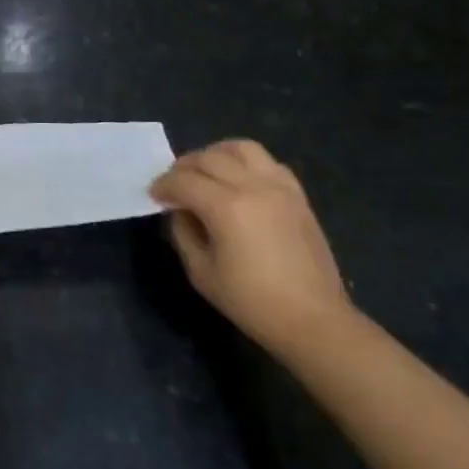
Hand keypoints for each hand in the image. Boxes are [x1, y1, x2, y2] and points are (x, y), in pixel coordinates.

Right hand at [150, 138, 353, 355]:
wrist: (314, 320)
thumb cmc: (252, 302)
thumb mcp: (201, 272)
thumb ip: (183, 233)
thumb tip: (179, 211)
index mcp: (226, 207)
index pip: (183, 180)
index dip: (163, 185)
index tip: (154, 196)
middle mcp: (253, 187)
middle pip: (208, 157)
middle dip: (183, 167)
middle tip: (174, 185)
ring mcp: (279, 187)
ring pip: (241, 148)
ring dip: (216, 154)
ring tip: (206, 173)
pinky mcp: (298, 195)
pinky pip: (268, 162)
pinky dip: (246, 164)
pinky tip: (239, 182)